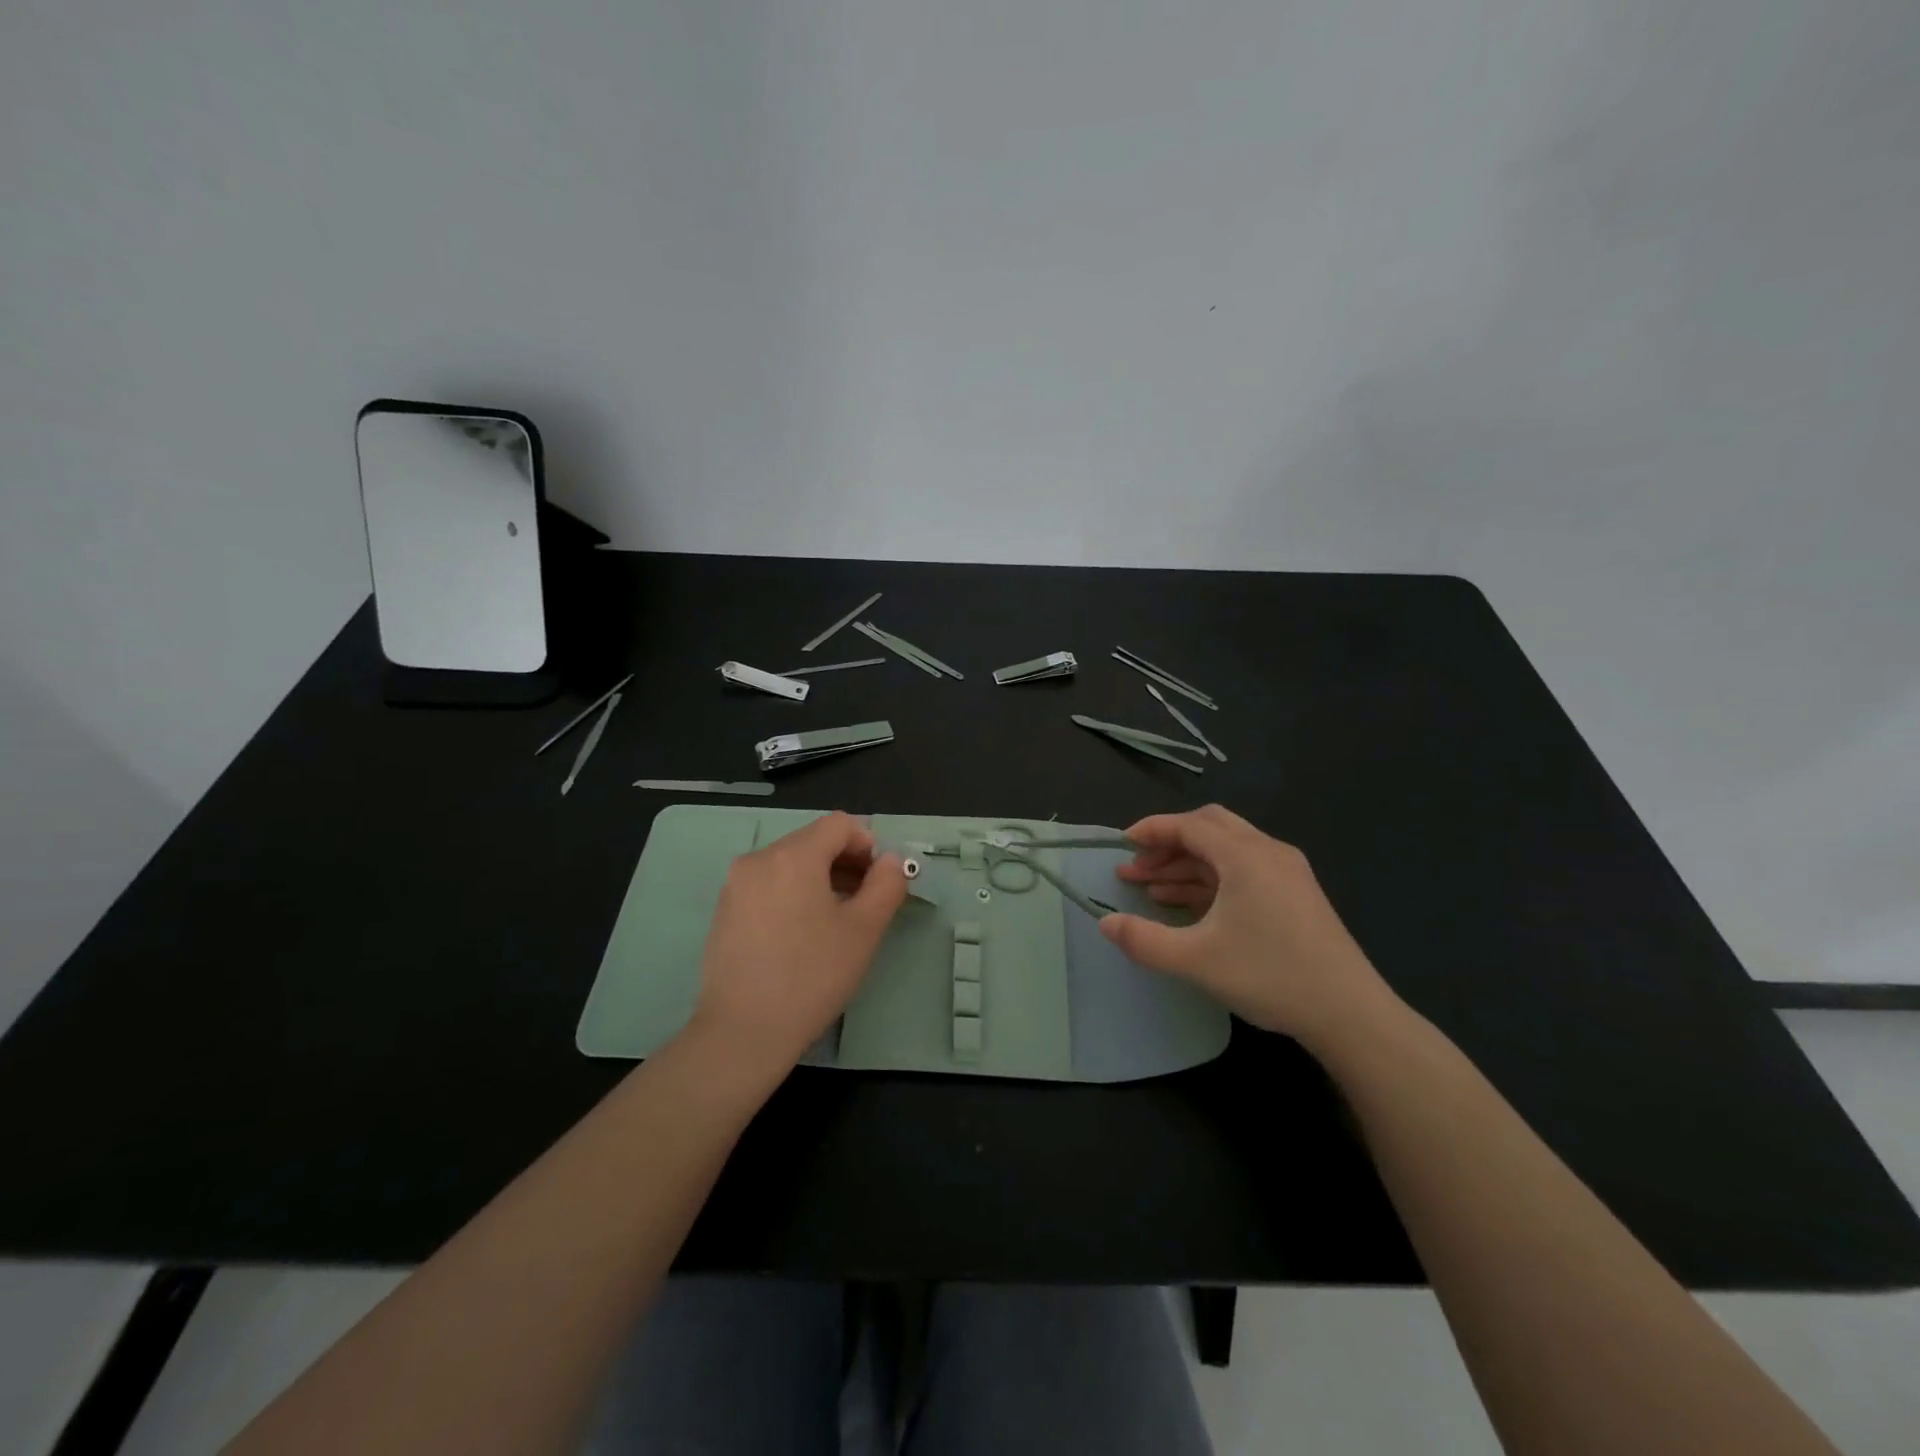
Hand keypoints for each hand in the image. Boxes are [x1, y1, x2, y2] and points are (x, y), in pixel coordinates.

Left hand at [687, 812, 907, 1090]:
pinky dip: (793, 894)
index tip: (880, 881)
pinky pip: (768, 885)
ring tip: (836, 920)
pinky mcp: (725, 911)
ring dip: (820, 878)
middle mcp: (759, 859)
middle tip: (866, 901)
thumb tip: (892, 860)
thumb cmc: (812, 976)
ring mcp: (736, 885)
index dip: (868, 844)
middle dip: (845, 862)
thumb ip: (886, 884)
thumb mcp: (864, 930)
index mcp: (793, 855)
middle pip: (813, 841)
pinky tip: (802, 935)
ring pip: (790, 863)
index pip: (839, 824)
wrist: (743, 1032)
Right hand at [1101, 805, 1398, 1054]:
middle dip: (1168, 844)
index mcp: (1245, 856)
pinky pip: (1243, 871)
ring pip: (1226, 851)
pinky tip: (1188, 905)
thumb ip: (1144, 939)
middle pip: (1209, 828)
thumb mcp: (1195, 960)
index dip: (1152, 830)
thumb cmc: (1270, 976)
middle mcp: (1268, 852)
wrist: (1350, 1014)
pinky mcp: (1296, 895)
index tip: (1122, 845)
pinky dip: (1211, 880)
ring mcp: (1286, 873)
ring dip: (1187, 864)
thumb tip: (1105, 923)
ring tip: (1150, 890)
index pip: (1189, 825)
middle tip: (1137, 867)